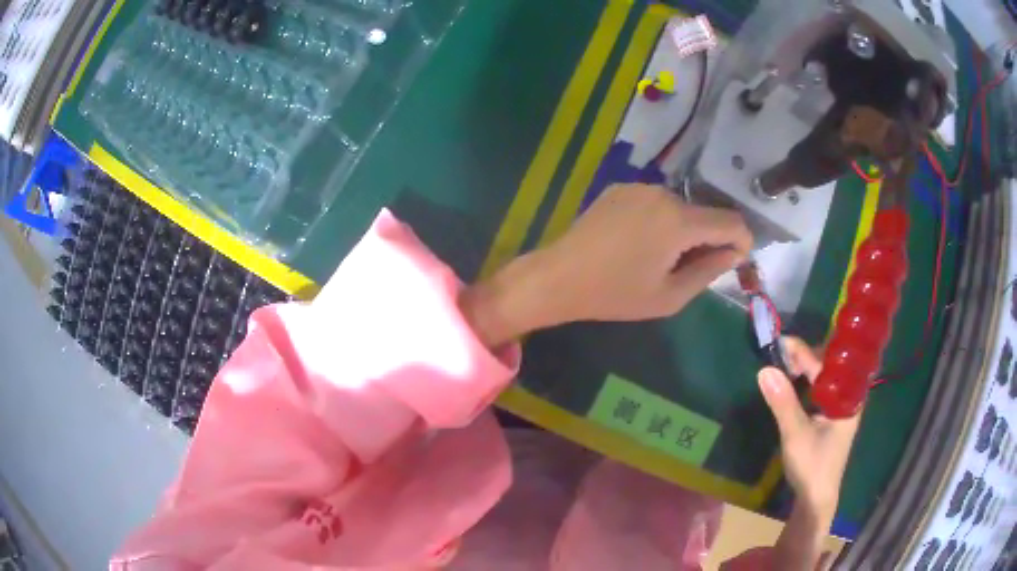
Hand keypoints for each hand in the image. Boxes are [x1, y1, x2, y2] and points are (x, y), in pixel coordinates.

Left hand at [461, 184, 752, 345]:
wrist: (558, 277)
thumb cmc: (615, 294)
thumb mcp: (670, 296)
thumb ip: (709, 271)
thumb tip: (734, 253)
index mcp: (679, 220)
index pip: (731, 222)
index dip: (742, 241)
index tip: (736, 262)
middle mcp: (663, 193)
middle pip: (706, 213)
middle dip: (710, 239)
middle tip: (691, 270)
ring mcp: (639, 186)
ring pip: (682, 207)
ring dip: (685, 230)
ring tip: (662, 260)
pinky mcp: (621, 188)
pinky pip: (657, 203)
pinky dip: (663, 221)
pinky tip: (642, 244)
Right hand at [758, 338, 861, 521]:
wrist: (815, 500)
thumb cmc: (811, 466)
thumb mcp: (795, 434)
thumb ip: (783, 402)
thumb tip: (764, 370)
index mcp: (847, 398)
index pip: (825, 365)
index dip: (803, 352)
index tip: (780, 341)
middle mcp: (847, 398)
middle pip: (827, 368)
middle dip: (804, 357)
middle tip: (777, 353)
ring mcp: (839, 409)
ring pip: (823, 379)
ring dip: (803, 370)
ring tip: (781, 363)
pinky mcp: (830, 419)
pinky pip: (819, 392)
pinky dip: (804, 384)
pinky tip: (791, 384)